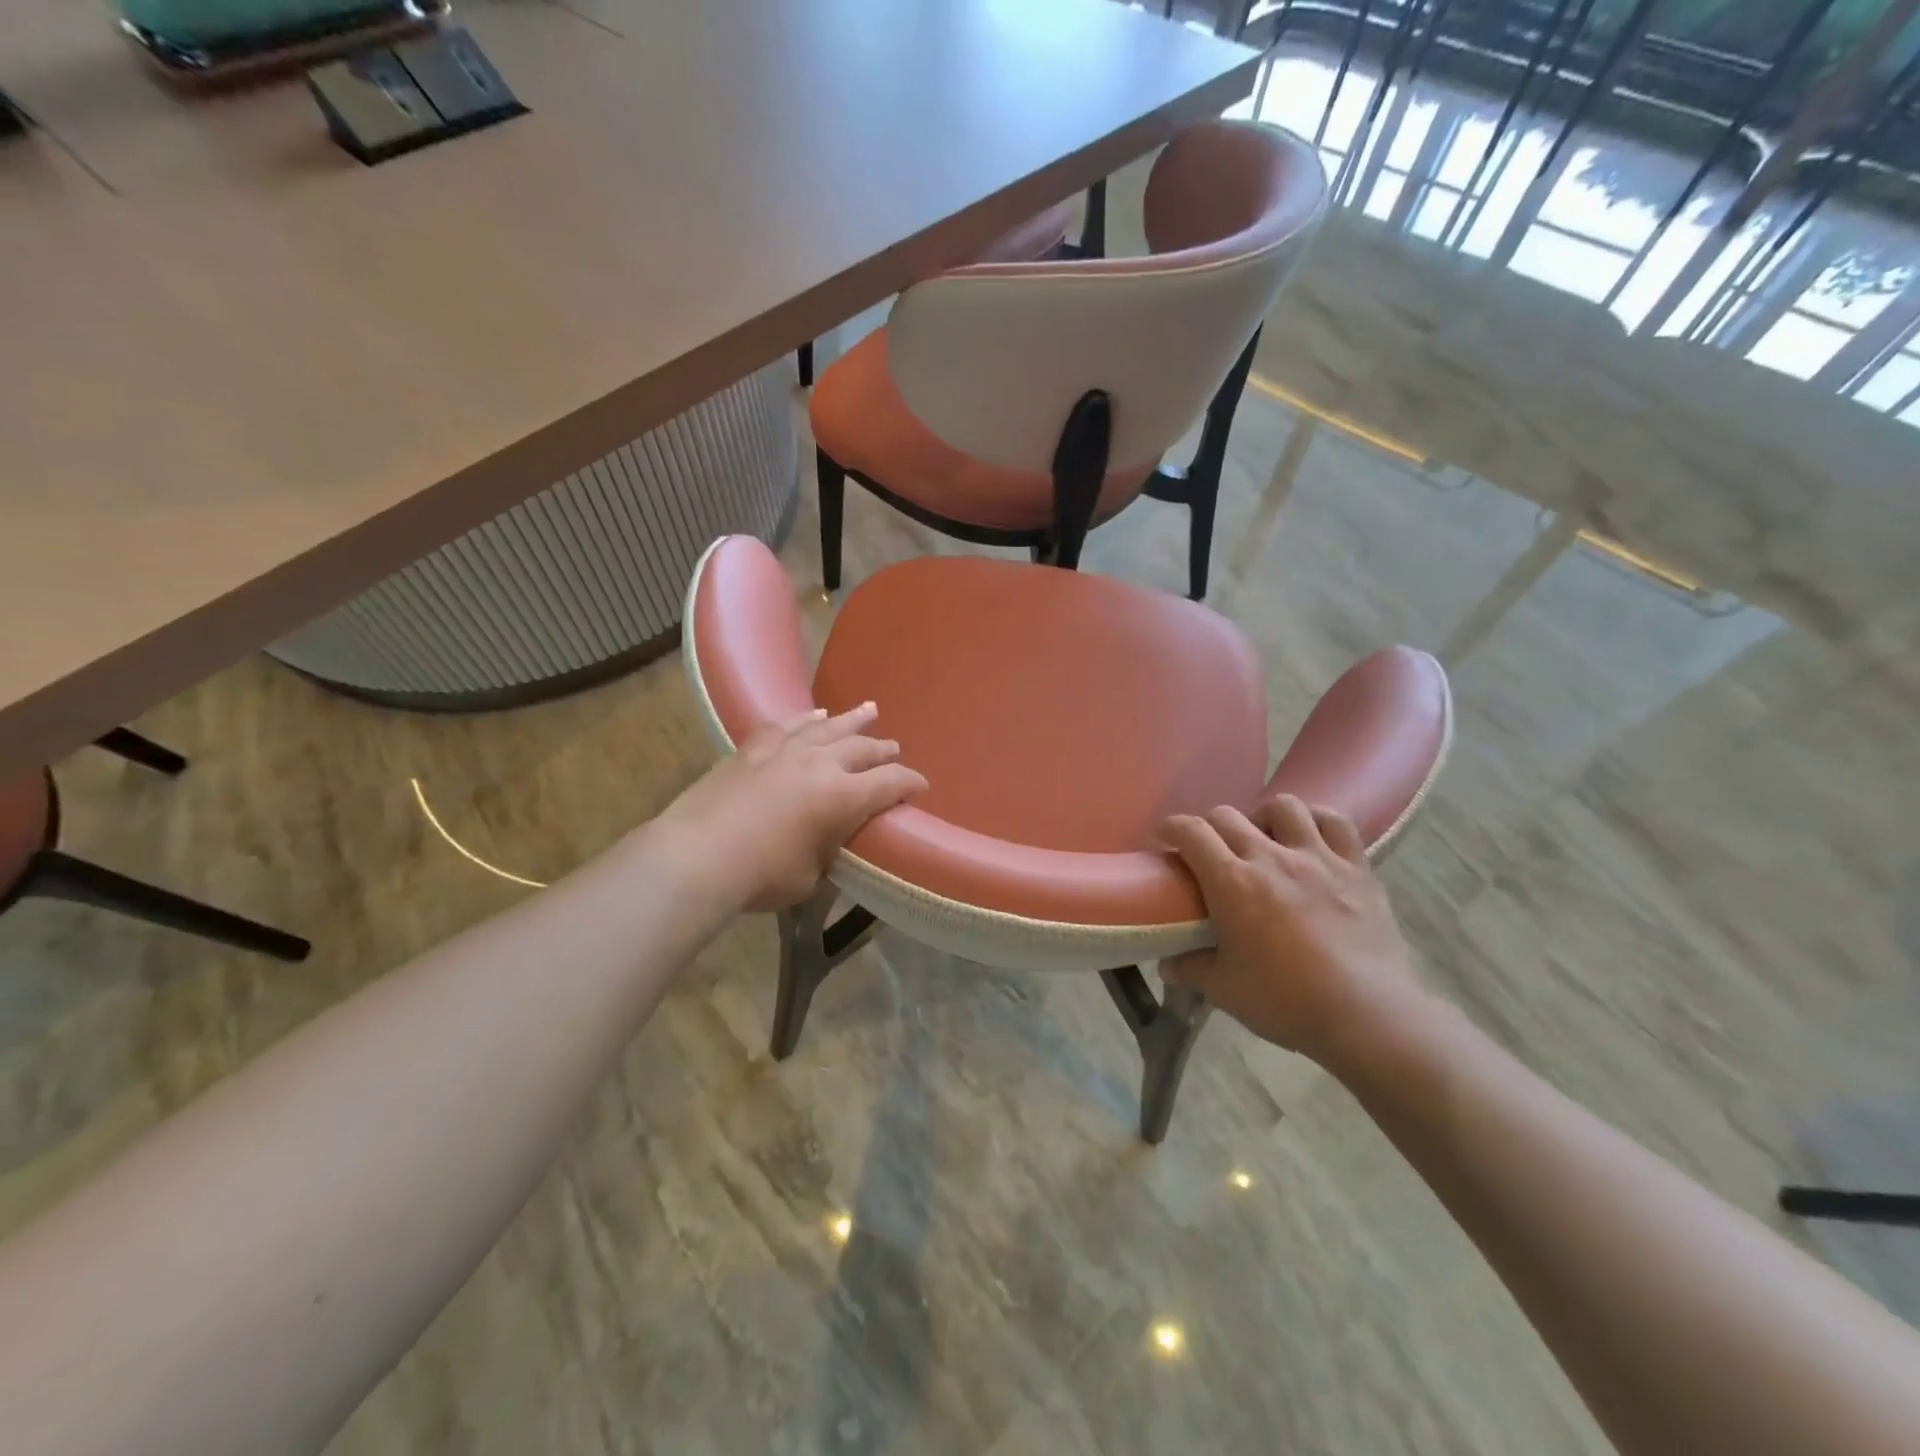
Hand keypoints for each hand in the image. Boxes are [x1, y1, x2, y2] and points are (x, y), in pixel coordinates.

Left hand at [653, 703, 926, 912]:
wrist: (696, 857)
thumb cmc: (761, 877)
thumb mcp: (810, 877)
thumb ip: (827, 853)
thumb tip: (827, 846)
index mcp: (843, 798)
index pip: (890, 783)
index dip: (910, 783)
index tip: (920, 786)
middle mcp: (820, 764)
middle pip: (862, 748)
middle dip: (883, 750)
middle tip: (894, 749)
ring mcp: (785, 751)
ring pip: (828, 727)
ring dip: (852, 720)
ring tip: (869, 710)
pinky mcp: (752, 749)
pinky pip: (787, 725)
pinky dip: (805, 719)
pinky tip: (813, 715)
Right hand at [1159, 795, 1429, 1071]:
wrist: (1368, 1017)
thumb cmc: (1287, 1002)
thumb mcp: (1224, 990)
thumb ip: (1190, 969)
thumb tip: (1168, 963)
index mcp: (1232, 883)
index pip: (1192, 832)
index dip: (1172, 828)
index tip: (1166, 837)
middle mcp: (1271, 857)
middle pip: (1228, 816)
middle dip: (1210, 827)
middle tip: (1210, 852)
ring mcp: (1318, 858)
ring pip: (1284, 806)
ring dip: (1263, 817)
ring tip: (1263, 839)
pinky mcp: (1356, 868)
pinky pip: (1336, 822)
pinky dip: (1316, 820)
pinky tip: (1309, 835)